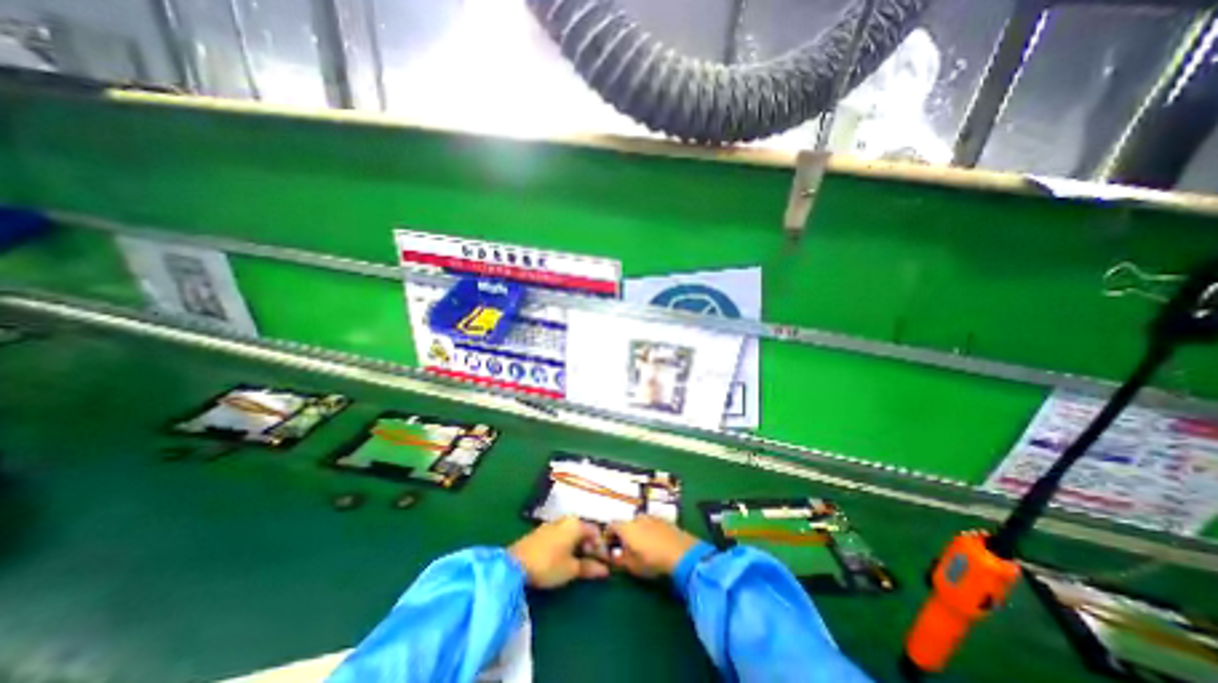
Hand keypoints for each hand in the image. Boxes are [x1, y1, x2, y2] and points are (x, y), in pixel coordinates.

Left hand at [511, 518, 615, 587]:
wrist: (515, 564)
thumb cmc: (548, 565)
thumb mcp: (571, 569)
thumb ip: (589, 568)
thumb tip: (605, 570)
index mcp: (576, 524)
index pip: (595, 531)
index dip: (601, 545)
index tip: (602, 561)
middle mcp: (565, 520)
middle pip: (583, 529)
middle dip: (588, 544)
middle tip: (590, 562)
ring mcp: (552, 524)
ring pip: (571, 531)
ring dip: (577, 543)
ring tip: (576, 561)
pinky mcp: (541, 531)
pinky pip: (560, 533)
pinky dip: (566, 542)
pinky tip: (561, 556)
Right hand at [605, 516, 694, 577]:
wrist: (681, 552)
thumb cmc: (652, 560)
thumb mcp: (632, 566)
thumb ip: (619, 560)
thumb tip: (612, 556)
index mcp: (626, 527)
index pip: (611, 525)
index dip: (608, 535)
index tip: (609, 546)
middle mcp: (637, 517)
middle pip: (626, 523)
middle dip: (624, 534)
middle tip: (625, 548)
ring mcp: (651, 517)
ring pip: (639, 523)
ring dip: (637, 532)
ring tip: (641, 547)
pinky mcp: (664, 520)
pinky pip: (651, 524)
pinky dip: (649, 532)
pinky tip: (654, 544)